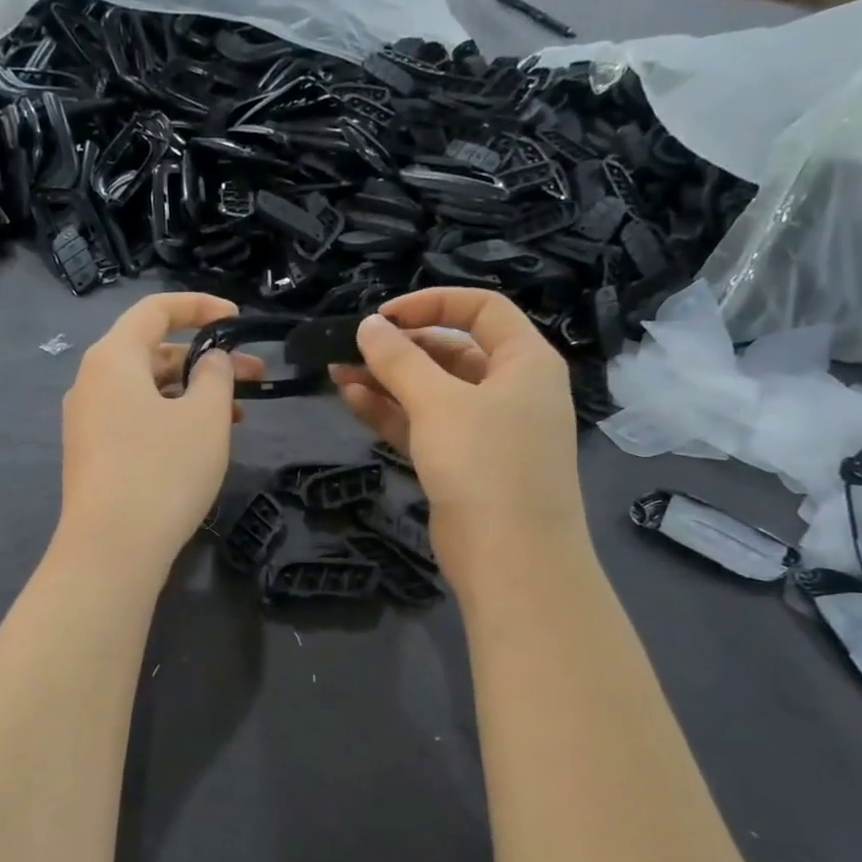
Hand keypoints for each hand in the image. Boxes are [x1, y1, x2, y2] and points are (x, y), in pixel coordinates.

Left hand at [56, 293, 259, 577]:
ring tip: (238, 417)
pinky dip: (171, 418)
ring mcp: (89, 421)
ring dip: (193, 394)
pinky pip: (136, 419)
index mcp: (113, 358)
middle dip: (206, 360)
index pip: (155, 310)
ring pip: (148, 390)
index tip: (237, 320)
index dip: (199, 307)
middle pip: (154, 353)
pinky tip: (203, 442)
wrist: (111, 549)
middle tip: (256, 377)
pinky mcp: (94, 454)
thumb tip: (210, 360)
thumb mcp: (204, 417)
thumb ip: (215, 374)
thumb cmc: (163, 471)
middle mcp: (92, 382)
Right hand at [329, 289, 584, 576]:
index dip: (432, 302)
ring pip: (431, 392)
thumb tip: (368, 326)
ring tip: (337, 372)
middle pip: (450, 351)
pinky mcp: (462, 463)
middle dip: (399, 348)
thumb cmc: (486, 464)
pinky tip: (352, 400)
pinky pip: (424, 425)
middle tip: (349, 349)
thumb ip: (400, 360)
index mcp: (525, 361)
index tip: (383, 316)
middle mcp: (510, 389)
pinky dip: (391, 413)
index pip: (482, 309)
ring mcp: (485, 430)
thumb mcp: (439, 403)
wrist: (511, 559)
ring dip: (387, 381)